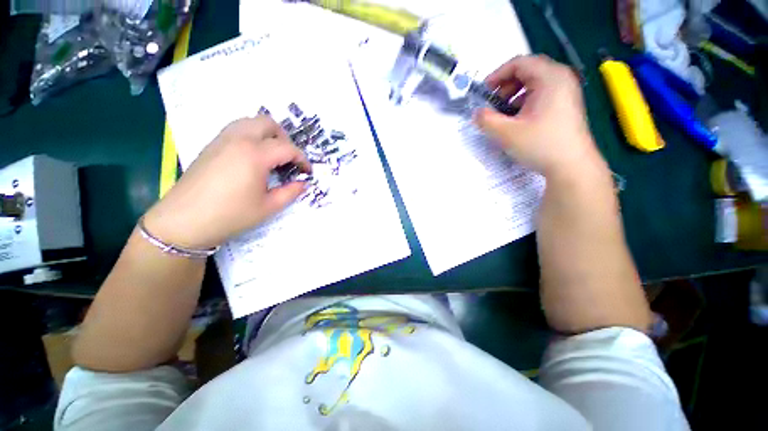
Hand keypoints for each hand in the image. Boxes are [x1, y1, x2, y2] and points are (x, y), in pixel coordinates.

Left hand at [143, 116, 310, 248]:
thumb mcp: (269, 207)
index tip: (307, 172)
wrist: (184, 221)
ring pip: (250, 122)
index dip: (302, 159)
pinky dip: (251, 136)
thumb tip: (303, 183)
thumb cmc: (231, 215)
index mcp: (255, 154)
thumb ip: (291, 192)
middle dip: (285, 139)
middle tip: (289, 160)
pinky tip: (253, 158)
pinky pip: (236, 129)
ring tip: (272, 157)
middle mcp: (238, 139)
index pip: (288, 148)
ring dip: (267, 135)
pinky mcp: (211, 145)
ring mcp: (222, 140)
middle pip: (268, 123)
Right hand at [474, 55, 606, 177]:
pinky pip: (540, 95)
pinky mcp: (565, 105)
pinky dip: (524, 103)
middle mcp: (560, 79)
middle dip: (504, 86)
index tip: (483, 93)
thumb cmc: (541, 145)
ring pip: (533, 84)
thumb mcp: (506, 133)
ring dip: (513, 96)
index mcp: (550, 77)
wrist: (572, 166)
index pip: (519, 63)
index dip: (497, 75)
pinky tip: (516, 120)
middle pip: (527, 71)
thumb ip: (486, 120)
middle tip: (492, 105)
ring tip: (502, 115)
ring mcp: (565, 92)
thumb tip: (476, 113)